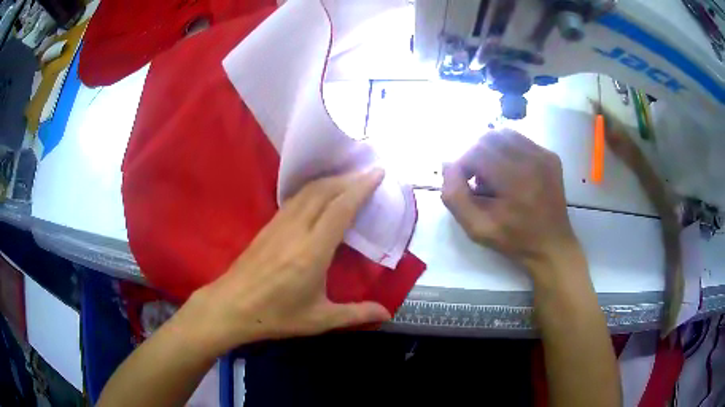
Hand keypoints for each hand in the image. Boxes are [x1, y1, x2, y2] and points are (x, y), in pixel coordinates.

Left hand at [183, 169, 391, 352]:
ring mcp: (279, 225)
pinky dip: (312, 190)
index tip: (377, 173)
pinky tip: (318, 195)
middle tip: (367, 175)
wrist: (231, 307)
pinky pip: (294, 199)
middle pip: (324, 191)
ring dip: (329, 181)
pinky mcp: (268, 226)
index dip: (361, 188)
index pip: (340, 209)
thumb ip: (356, 314)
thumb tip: (387, 313)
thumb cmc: (276, 315)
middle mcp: (296, 230)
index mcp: (313, 251)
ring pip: (307, 192)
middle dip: (348, 179)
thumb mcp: (320, 319)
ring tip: (347, 180)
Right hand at [441, 129, 582, 281]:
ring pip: (504, 134)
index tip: (463, 184)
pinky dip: (508, 151)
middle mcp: (532, 159)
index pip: (476, 151)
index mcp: (515, 179)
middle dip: (475, 155)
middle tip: (476, 179)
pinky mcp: (550, 156)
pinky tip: (510, 172)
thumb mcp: (477, 228)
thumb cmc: (514, 240)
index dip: (462, 164)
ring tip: (492, 174)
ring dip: (490, 150)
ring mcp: (544, 155)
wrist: (552, 245)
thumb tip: (446, 165)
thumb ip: (455, 197)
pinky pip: (521, 141)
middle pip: (489, 137)